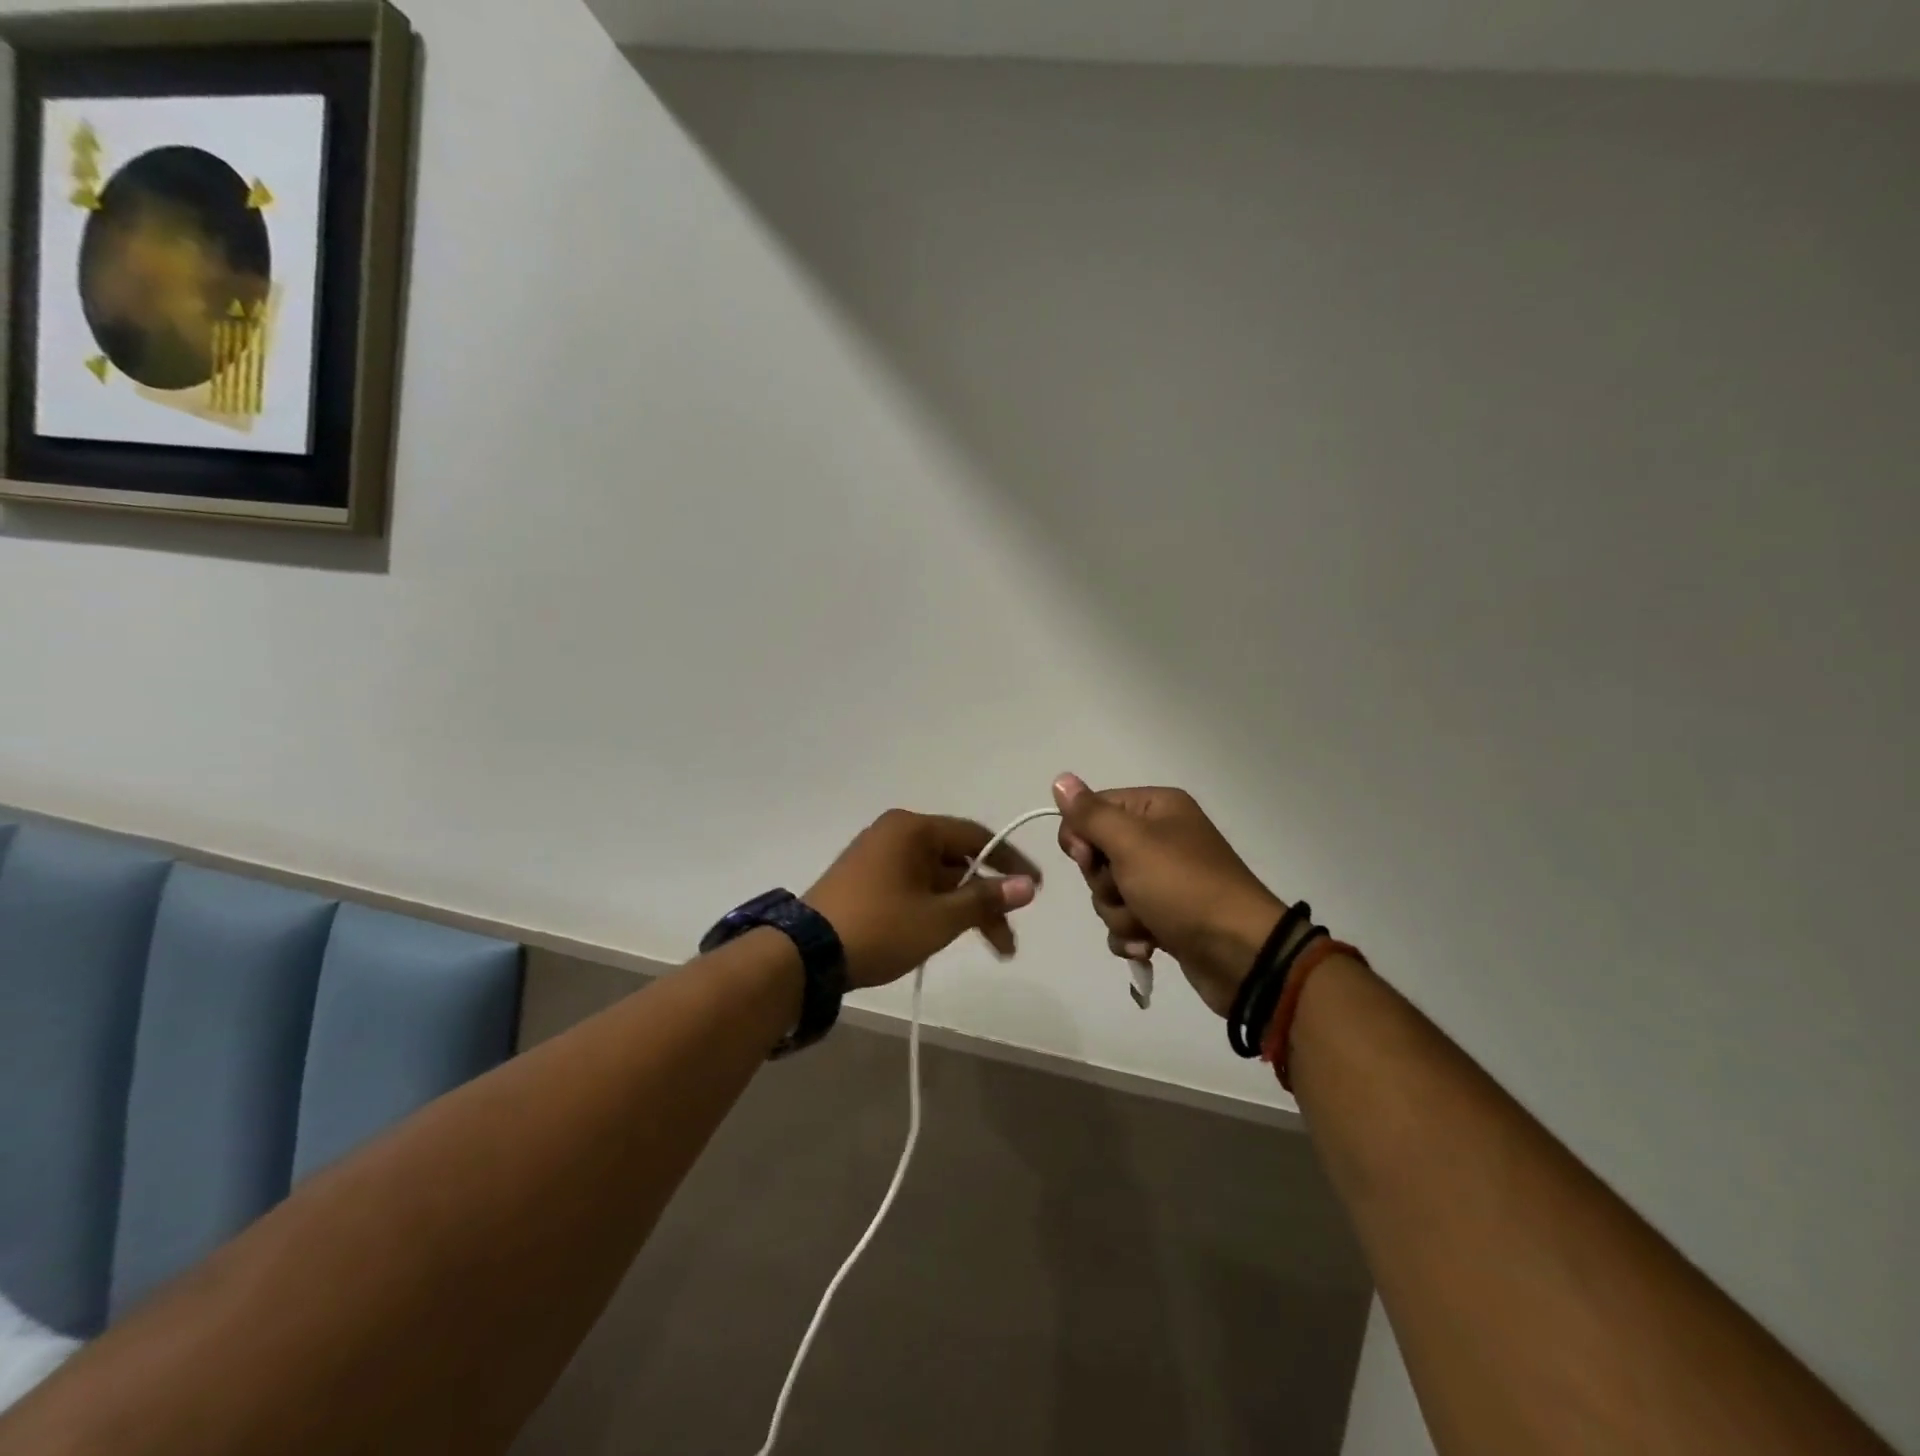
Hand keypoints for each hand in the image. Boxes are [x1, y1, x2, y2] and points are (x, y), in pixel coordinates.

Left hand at [805, 810, 1041, 989]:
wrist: (805, 955)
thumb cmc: (879, 927)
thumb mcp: (939, 918)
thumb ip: (985, 899)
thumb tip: (1027, 887)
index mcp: (913, 829)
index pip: (976, 837)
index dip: (1009, 863)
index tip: (1035, 890)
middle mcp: (896, 833)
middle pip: (957, 860)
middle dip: (986, 899)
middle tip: (1008, 940)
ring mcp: (877, 856)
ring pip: (936, 878)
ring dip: (963, 909)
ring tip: (988, 948)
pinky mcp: (865, 880)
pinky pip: (914, 886)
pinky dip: (936, 907)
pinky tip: (948, 934)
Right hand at [1053, 774, 1285, 1016]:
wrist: (1241, 954)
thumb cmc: (1183, 887)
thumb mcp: (1131, 843)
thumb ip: (1090, 814)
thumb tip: (1060, 779)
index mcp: (1157, 808)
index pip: (1093, 809)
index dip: (1081, 836)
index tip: (1088, 856)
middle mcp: (1160, 837)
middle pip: (1098, 854)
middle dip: (1104, 882)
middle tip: (1128, 891)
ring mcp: (1164, 880)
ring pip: (1108, 892)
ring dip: (1119, 913)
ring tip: (1147, 924)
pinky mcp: (1165, 917)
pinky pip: (1125, 921)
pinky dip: (1131, 935)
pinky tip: (1149, 945)